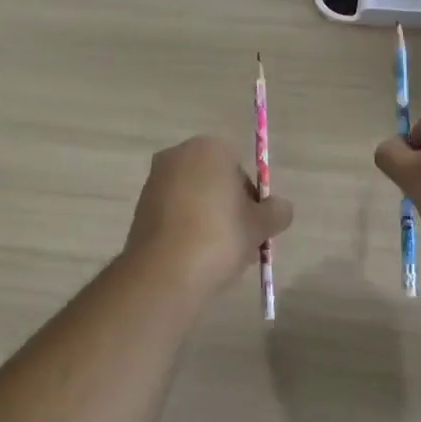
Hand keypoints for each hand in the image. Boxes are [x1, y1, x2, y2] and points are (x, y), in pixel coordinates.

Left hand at [121, 136, 293, 299]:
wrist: (165, 273)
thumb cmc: (219, 236)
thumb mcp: (260, 225)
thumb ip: (277, 212)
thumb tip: (280, 208)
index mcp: (209, 148)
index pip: (240, 167)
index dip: (252, 198)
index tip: (255, 225)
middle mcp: (178, 156)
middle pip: (215, 181)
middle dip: (230, 208)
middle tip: (242, 242)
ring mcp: (155, 182)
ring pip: (194, 199)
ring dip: (210, 220)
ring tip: (222, 257)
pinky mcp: (140, 208)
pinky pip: (174, 215)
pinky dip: (187, 230)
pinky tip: (197, 258)